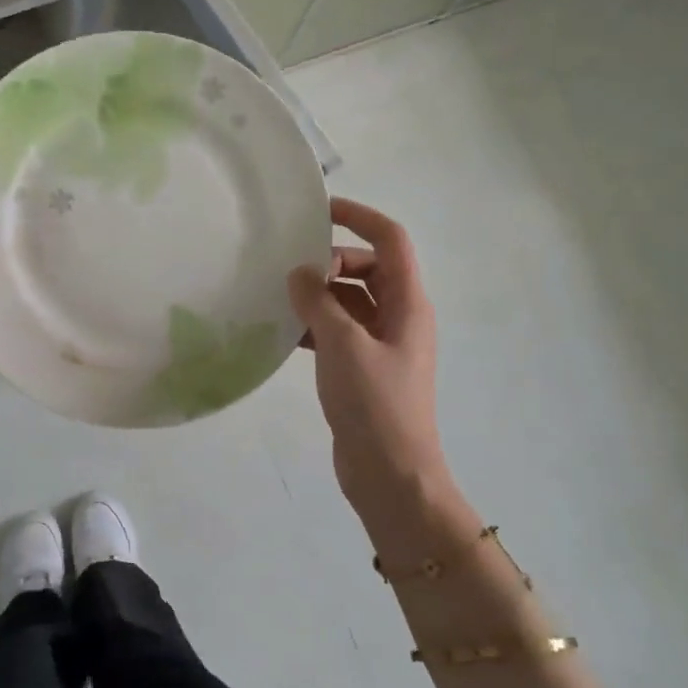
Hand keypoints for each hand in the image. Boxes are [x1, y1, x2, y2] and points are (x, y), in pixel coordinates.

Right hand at [288, 198, 446, 505]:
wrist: (391, 475)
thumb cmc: (375, 405)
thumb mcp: (343, 345)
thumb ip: (320, 302)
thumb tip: (300, 273)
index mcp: (408, 304)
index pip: (390, 240)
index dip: (359, 216)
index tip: (319, 211)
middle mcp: (399, 317)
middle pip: (367, 268)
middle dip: (331, 262)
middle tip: (292, 272)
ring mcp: (381, 345)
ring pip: (349, 301)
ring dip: (319, 295)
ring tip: (279, 298)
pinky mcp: (362, 369)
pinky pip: (338, 331)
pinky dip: (314, 325)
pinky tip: (283, 333)